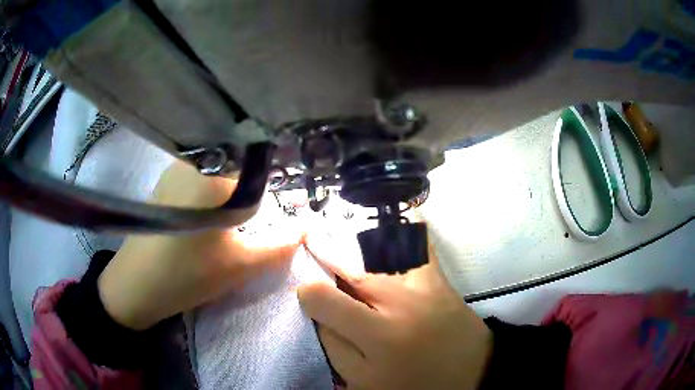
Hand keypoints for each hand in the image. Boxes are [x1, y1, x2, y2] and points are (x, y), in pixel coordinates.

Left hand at [98, 161, 303, 329]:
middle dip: (259, 185)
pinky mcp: (166, 182)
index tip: (290, 199)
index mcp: (214, 172)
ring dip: (237, 189)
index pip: (263, 160)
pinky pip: (202, 176)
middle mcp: (195, 159)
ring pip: (221, 169)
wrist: (135, 285)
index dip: (281, 178)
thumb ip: (282, 244)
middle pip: (241, 162)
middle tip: (266, 213)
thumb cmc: (186, 273)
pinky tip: (215, 214)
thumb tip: (309, 225)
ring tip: (242, 216)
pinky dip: (217, 190)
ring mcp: (176, 168)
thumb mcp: (241, 264)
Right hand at [298, 232, 491, 389]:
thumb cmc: (413, 383)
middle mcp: (398, 301)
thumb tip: (318, 313)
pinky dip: (402, 226)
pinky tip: (389, 219)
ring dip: (352, 235)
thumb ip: (334, 346)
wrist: (468, 372)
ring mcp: (421, 283)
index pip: (323, 298)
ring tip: (334, 226)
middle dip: (321, 249)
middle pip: (348, 265)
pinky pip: (418, 242)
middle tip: (308, 237)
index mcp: (377, 335)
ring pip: (378, 247)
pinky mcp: (438, 276)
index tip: (308, 296)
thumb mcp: (364, 380)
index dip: (306, 294)